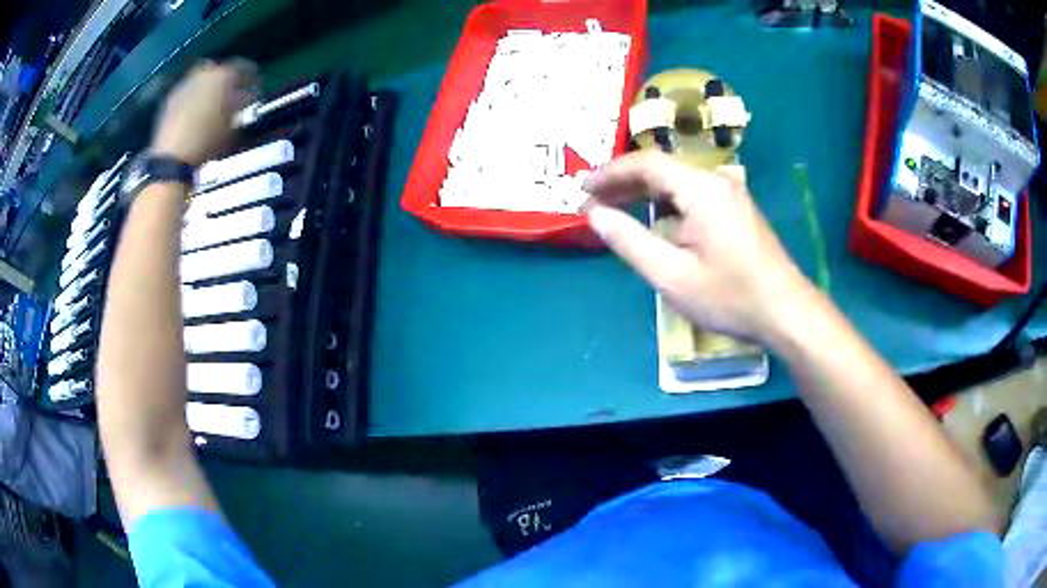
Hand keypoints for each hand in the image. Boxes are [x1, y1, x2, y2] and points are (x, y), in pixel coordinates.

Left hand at [150, 59, 258, 165]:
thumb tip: (245, 97)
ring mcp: (185, 84)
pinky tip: (197, 115)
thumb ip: (241, 105)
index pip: (244, 67)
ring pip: (203, 80)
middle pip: (220, 71)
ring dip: (210, 90)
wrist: (171, 159)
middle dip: (227, 81)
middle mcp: (203, 73)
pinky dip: (195, 99)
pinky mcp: (170, 99)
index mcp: (223, 74)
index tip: (255, 89)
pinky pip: (189, 92)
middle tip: (232, 96)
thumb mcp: (233, 126)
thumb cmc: (207, 142)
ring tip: (214, 107)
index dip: (252, 78)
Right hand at [583, 151, 812, 343]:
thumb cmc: (730, 297)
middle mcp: (717, 181)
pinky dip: (666, 202)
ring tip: (613, 208)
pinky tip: (652, 218)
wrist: (785, 311)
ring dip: (644, 192)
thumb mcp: (672, 276)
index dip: (610, 172)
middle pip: (662, 169)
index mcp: (702, 189)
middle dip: (624, 182)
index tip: (582, 188)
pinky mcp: (736, 208)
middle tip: (591, 201)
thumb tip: (594, 214)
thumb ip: (629, 241)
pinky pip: (692, 194)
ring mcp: (730, 193)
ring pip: (677, 181)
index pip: (647, 164)